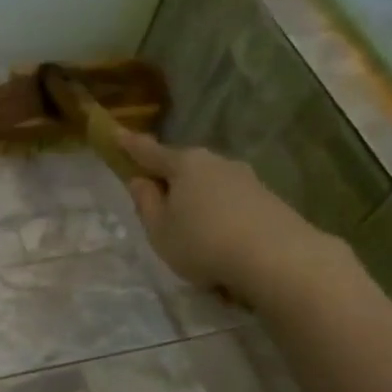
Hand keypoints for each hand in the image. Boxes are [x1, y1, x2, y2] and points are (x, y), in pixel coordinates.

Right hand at [117, 130, 342, 306]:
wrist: (275, 257)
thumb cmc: (202, 242)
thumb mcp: (160, 230)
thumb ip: (146, 203)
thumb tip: (140, 180)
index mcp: (185, 165)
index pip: (150, 152)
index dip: (131, 146)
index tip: (116, 134)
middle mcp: (216, 162)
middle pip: (184, 167)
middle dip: (168, 179)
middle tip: (154, 202)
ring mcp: (245, 178)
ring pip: (208, 185)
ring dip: (195, 200)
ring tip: (188, 231)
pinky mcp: (265, 198)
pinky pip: (229, 202)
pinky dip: (217, 214)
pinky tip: (216, 239)